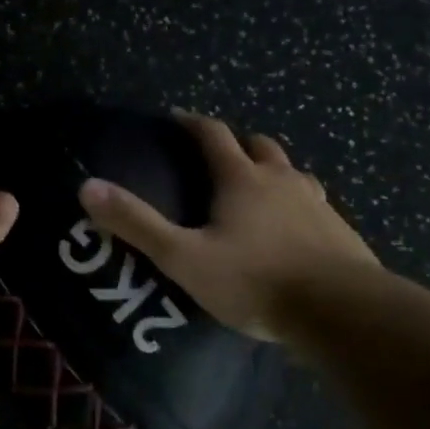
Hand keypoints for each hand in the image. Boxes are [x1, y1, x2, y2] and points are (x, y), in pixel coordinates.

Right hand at [77, 112, 378, 341]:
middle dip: (236, 143)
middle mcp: (280, 181)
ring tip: (258, 188)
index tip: (176, 117)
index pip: (213, 135)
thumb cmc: (255, 280)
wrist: (342, 311)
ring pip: (292, 173)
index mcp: (241, 179)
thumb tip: (87, 186)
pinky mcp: (341, 232)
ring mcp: (316, 204)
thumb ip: (136, 224)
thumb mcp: (184, 257)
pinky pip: (314, 205)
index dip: (192, 122)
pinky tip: (294, 230)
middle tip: (217, 155)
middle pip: (259, 146)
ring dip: (272, 171)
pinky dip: (297, 205)